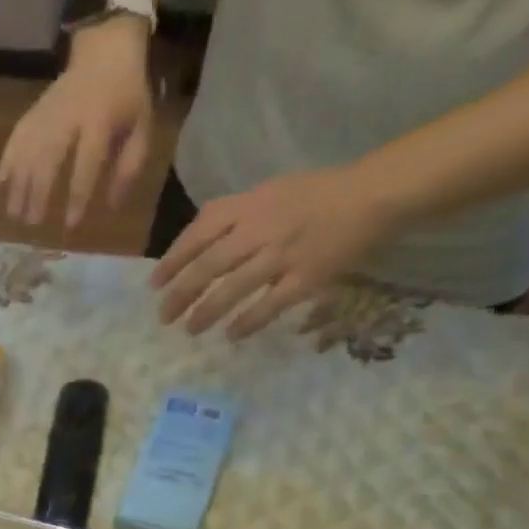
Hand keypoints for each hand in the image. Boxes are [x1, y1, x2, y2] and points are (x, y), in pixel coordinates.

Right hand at [0, 23, 154, 229]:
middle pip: (49, 159)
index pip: (86, 164)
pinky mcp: (35, 110)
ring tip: (13, 213)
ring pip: (28, 150)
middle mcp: (69, 117)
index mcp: (100, 122)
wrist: (106, 49)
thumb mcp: (141, 129)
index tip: (70, 225)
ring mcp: (48, 112)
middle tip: (32, 224)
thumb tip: (113, 206)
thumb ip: (129, 167)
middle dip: (38, 193)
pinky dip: (7, 159)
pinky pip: (17, 136)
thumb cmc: (127, 97)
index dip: (77, 196)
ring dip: (18, 184)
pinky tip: (0, 183)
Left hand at [151, 165, 397, 338]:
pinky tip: (231, 335)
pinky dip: (247, 322)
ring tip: (191, 329)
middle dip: (181, 294)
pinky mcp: (306, 278)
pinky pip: (269, 305)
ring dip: (207, 312)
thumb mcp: (267, 192)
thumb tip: (196, 245)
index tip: (155, 284)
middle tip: (163, 316)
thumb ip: (233, 215)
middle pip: (209, 266)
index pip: (198, 233)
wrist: (373, 193)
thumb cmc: (316, 194)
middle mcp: (260, 229)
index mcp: (249, 205)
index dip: (173, 261)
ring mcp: (282, 254)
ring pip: (233, 288)